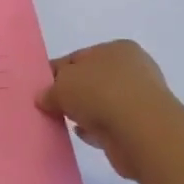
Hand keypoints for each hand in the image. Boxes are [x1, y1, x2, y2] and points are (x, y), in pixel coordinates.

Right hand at [36, 39, 177, 177]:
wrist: (141, 132)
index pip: (78, 57)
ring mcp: (140, 99)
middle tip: (50, 106)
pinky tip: (83, 134)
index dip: (57, 71)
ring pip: (102, 104)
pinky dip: (97, 129)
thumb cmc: (100, 94)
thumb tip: (44, 98)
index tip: (41, 88)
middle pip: (91, 80)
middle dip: (72, 93)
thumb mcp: (62, 85)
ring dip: (85, 113)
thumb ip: (49, 90)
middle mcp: (132, 70)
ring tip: (64, 123)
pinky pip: (111, 125)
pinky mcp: (142, 127)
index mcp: (116, 49)